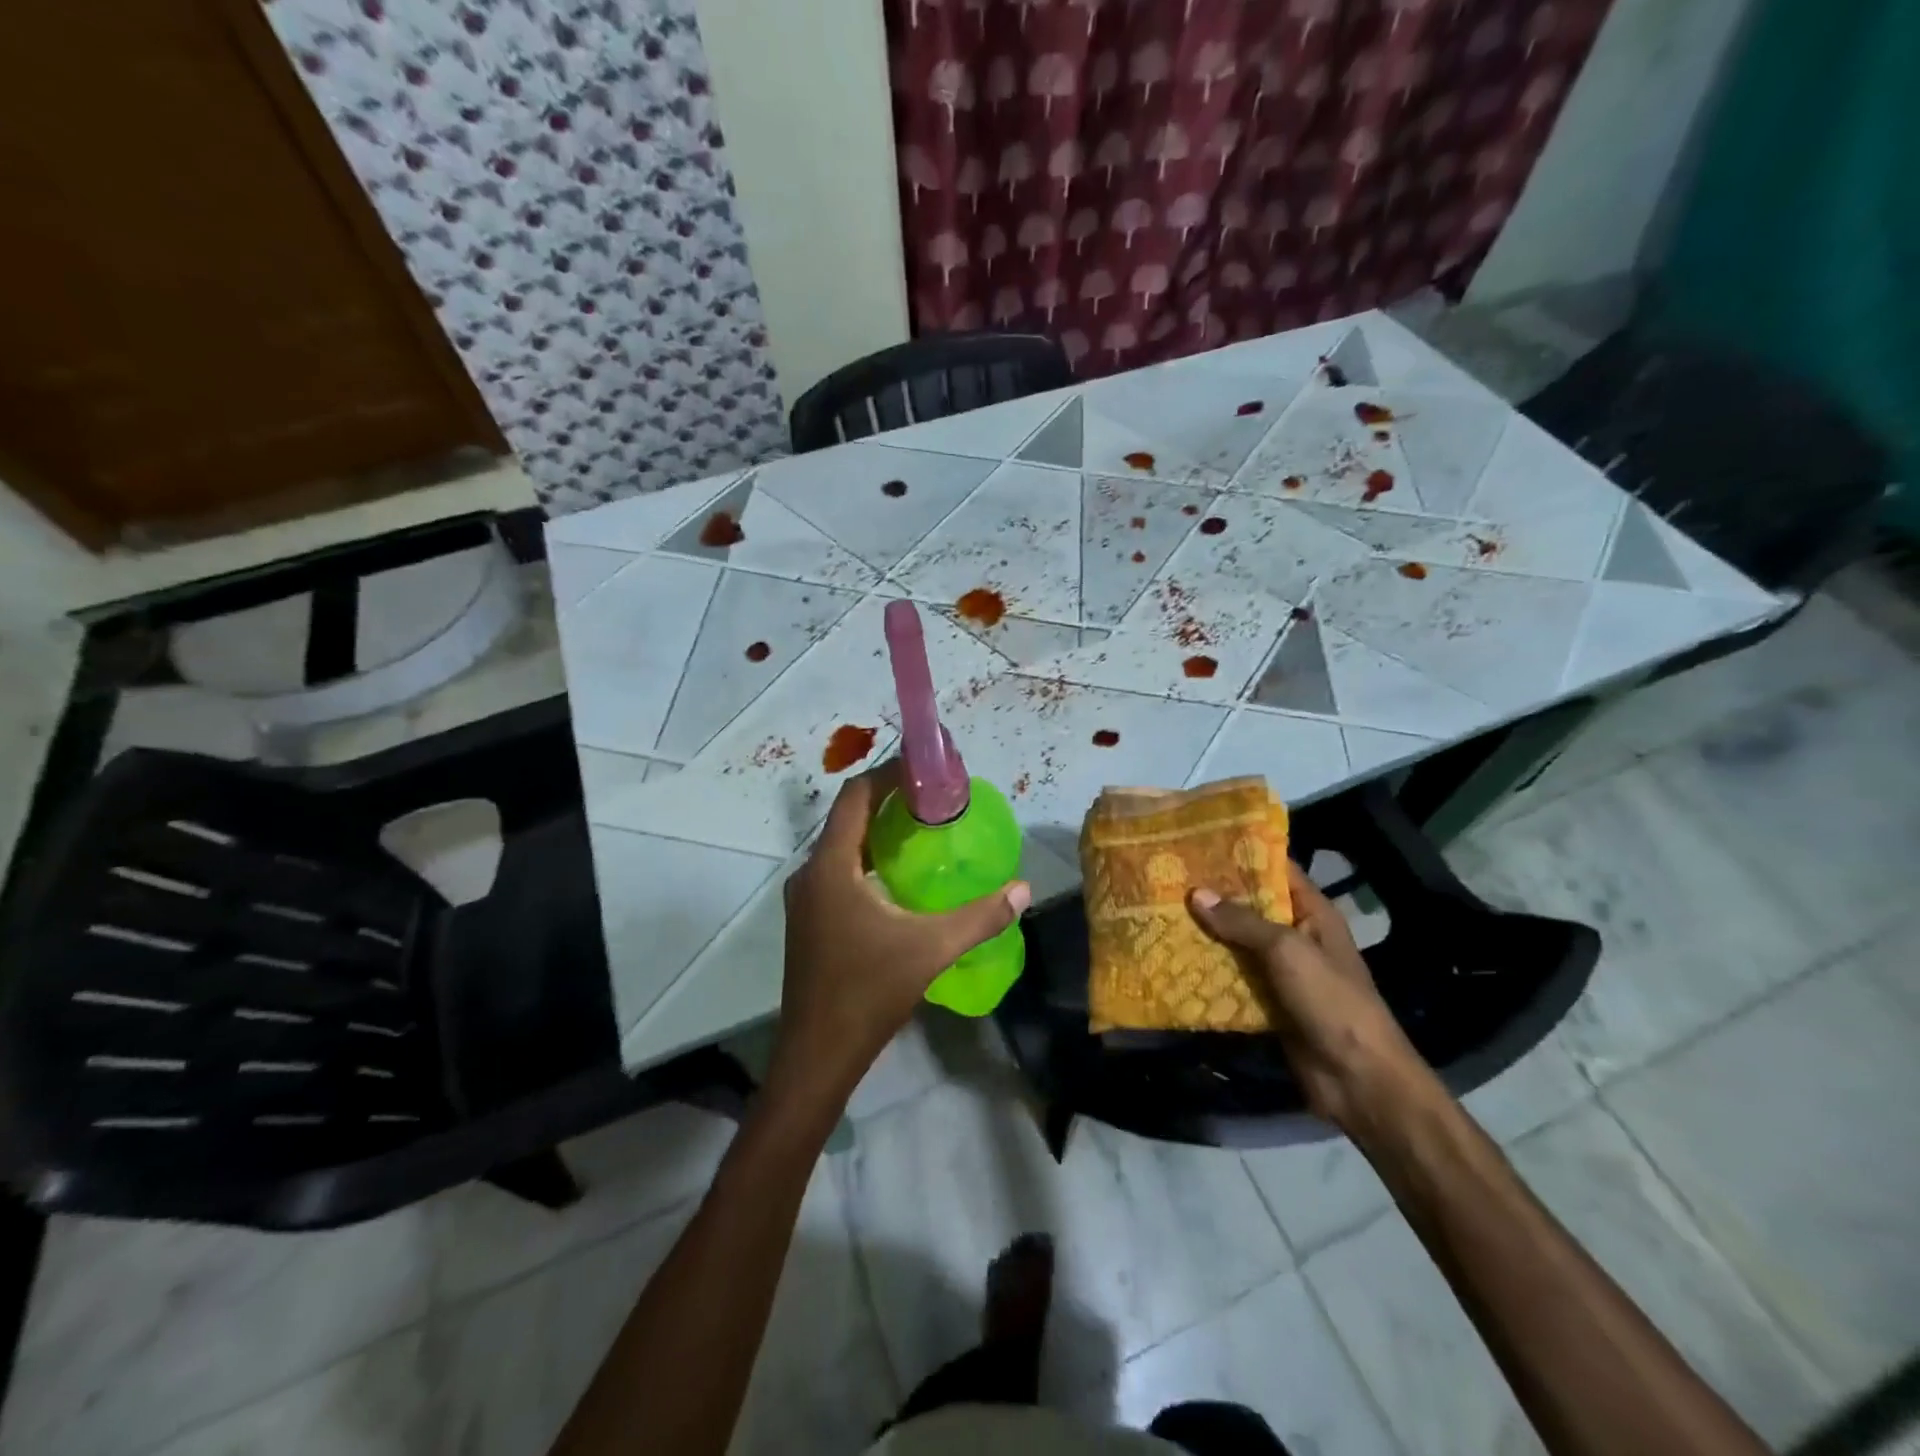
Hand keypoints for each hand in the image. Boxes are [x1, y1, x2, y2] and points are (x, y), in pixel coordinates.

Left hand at [772, 761, 1030, 1104]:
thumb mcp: (931, 949)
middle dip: (889, 801)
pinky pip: (839, 871)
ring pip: (843, 846)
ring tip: (924, 831)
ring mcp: (806, 899)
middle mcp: (811, 874)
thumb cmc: (868, 993)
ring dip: (879, 832)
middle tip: (935, 801)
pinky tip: (899, 878)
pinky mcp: (810, 921)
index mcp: (832, 867)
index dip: (888, 774)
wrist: (817, 1054)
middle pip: (848, 818)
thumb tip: (1023, 889)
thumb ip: (981, 917)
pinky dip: (868, 860)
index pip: (855, 796)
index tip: (926, 771)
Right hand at [1188, 861, 1424, 1129]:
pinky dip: (1207, 967)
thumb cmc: (1330, 1000)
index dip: (1241, 854)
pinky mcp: (1266, 1001)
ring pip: (1236, 942)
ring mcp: (1280, 970)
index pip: (1275, 870)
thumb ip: (1242, 921)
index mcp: (1312, 913)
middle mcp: (1295, 935)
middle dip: (1213, 893)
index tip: (1198, 841)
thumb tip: (1196, 893)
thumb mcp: (1287, 950)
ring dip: (1205, 931)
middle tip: (1166, 875)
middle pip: (1250, 905)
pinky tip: (1172, 955)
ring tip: (1160, 910)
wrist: (1357, 1079)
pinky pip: (1232, 976)